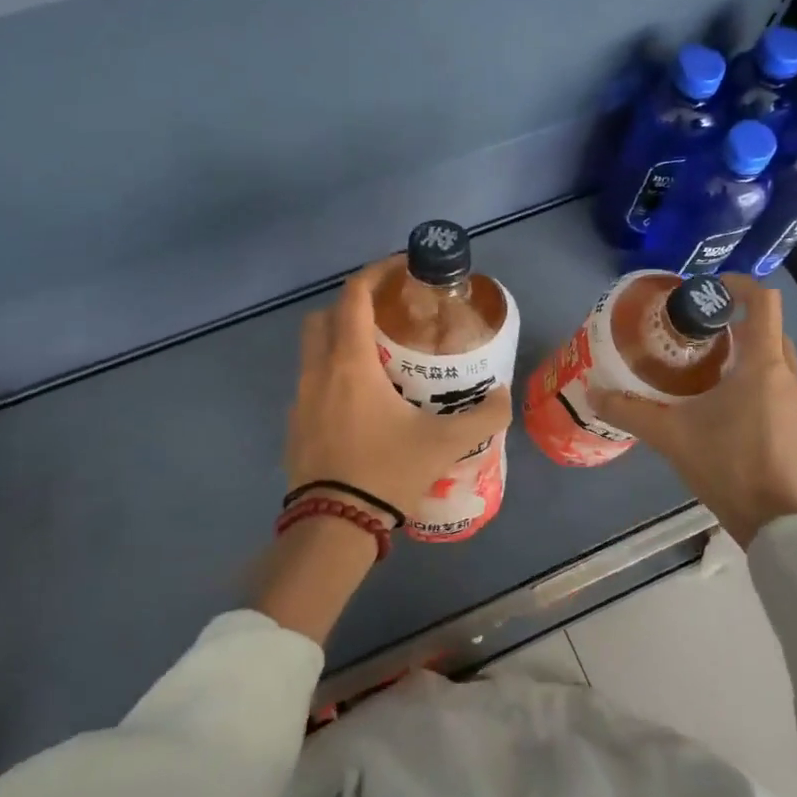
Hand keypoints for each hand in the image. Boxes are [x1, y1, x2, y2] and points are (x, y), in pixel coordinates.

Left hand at [285, 255, 512, 526]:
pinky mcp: (294, 424)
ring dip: (339, 341)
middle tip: (388, 319)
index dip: (376, 273)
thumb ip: (482, 417)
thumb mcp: (444, 443)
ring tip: (377, 361)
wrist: (333, 526)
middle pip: (324, 316)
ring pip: (312, 350)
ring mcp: (300, 398)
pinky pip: (310, 382)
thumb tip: (503, 397)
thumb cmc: (385, 472)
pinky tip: (360, 404)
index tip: (401, 269)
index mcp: (350, 363)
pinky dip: (331, 376)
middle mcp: (318, 371)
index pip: (354, 296)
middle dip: (353, 306)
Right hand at [592, 275, 796, 546]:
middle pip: (768, 329)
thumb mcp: (671, 436)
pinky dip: (754, 378)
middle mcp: (787, 375)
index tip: (708, 290)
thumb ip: (630, 411)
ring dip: (746, 353)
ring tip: (706, 367)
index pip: (763, 302)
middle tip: (697, 333)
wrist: (779, 522)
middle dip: (736, 322)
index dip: (739, 285)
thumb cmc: (729, 465)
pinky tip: (724, 404)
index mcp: (762, 365)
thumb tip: (593, 393)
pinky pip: (778, 384)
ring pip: (774, 358)